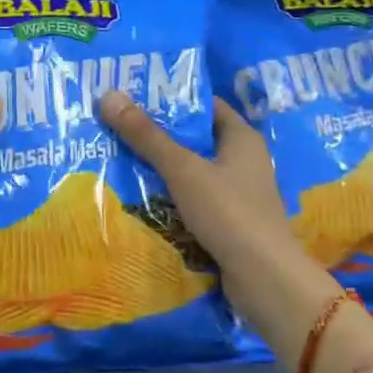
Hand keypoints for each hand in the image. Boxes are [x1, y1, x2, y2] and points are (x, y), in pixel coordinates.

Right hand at [99, 91, 337, 366]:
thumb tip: (109, 95)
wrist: (264, 278)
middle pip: (194, 139)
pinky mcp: (229, 221)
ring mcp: (236, 193)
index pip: (204, 106)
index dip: (171, 99)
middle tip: (115, 128)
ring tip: (117, 160)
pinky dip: (170, 197)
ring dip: (160, 169)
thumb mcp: (182, 169)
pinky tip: (140, 199)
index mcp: (241, 137)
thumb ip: (146, 135)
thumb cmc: (228, 212)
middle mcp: (242, 160)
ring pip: (191, 171)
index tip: (133, 97)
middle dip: (157, 135)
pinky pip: (193, 199)